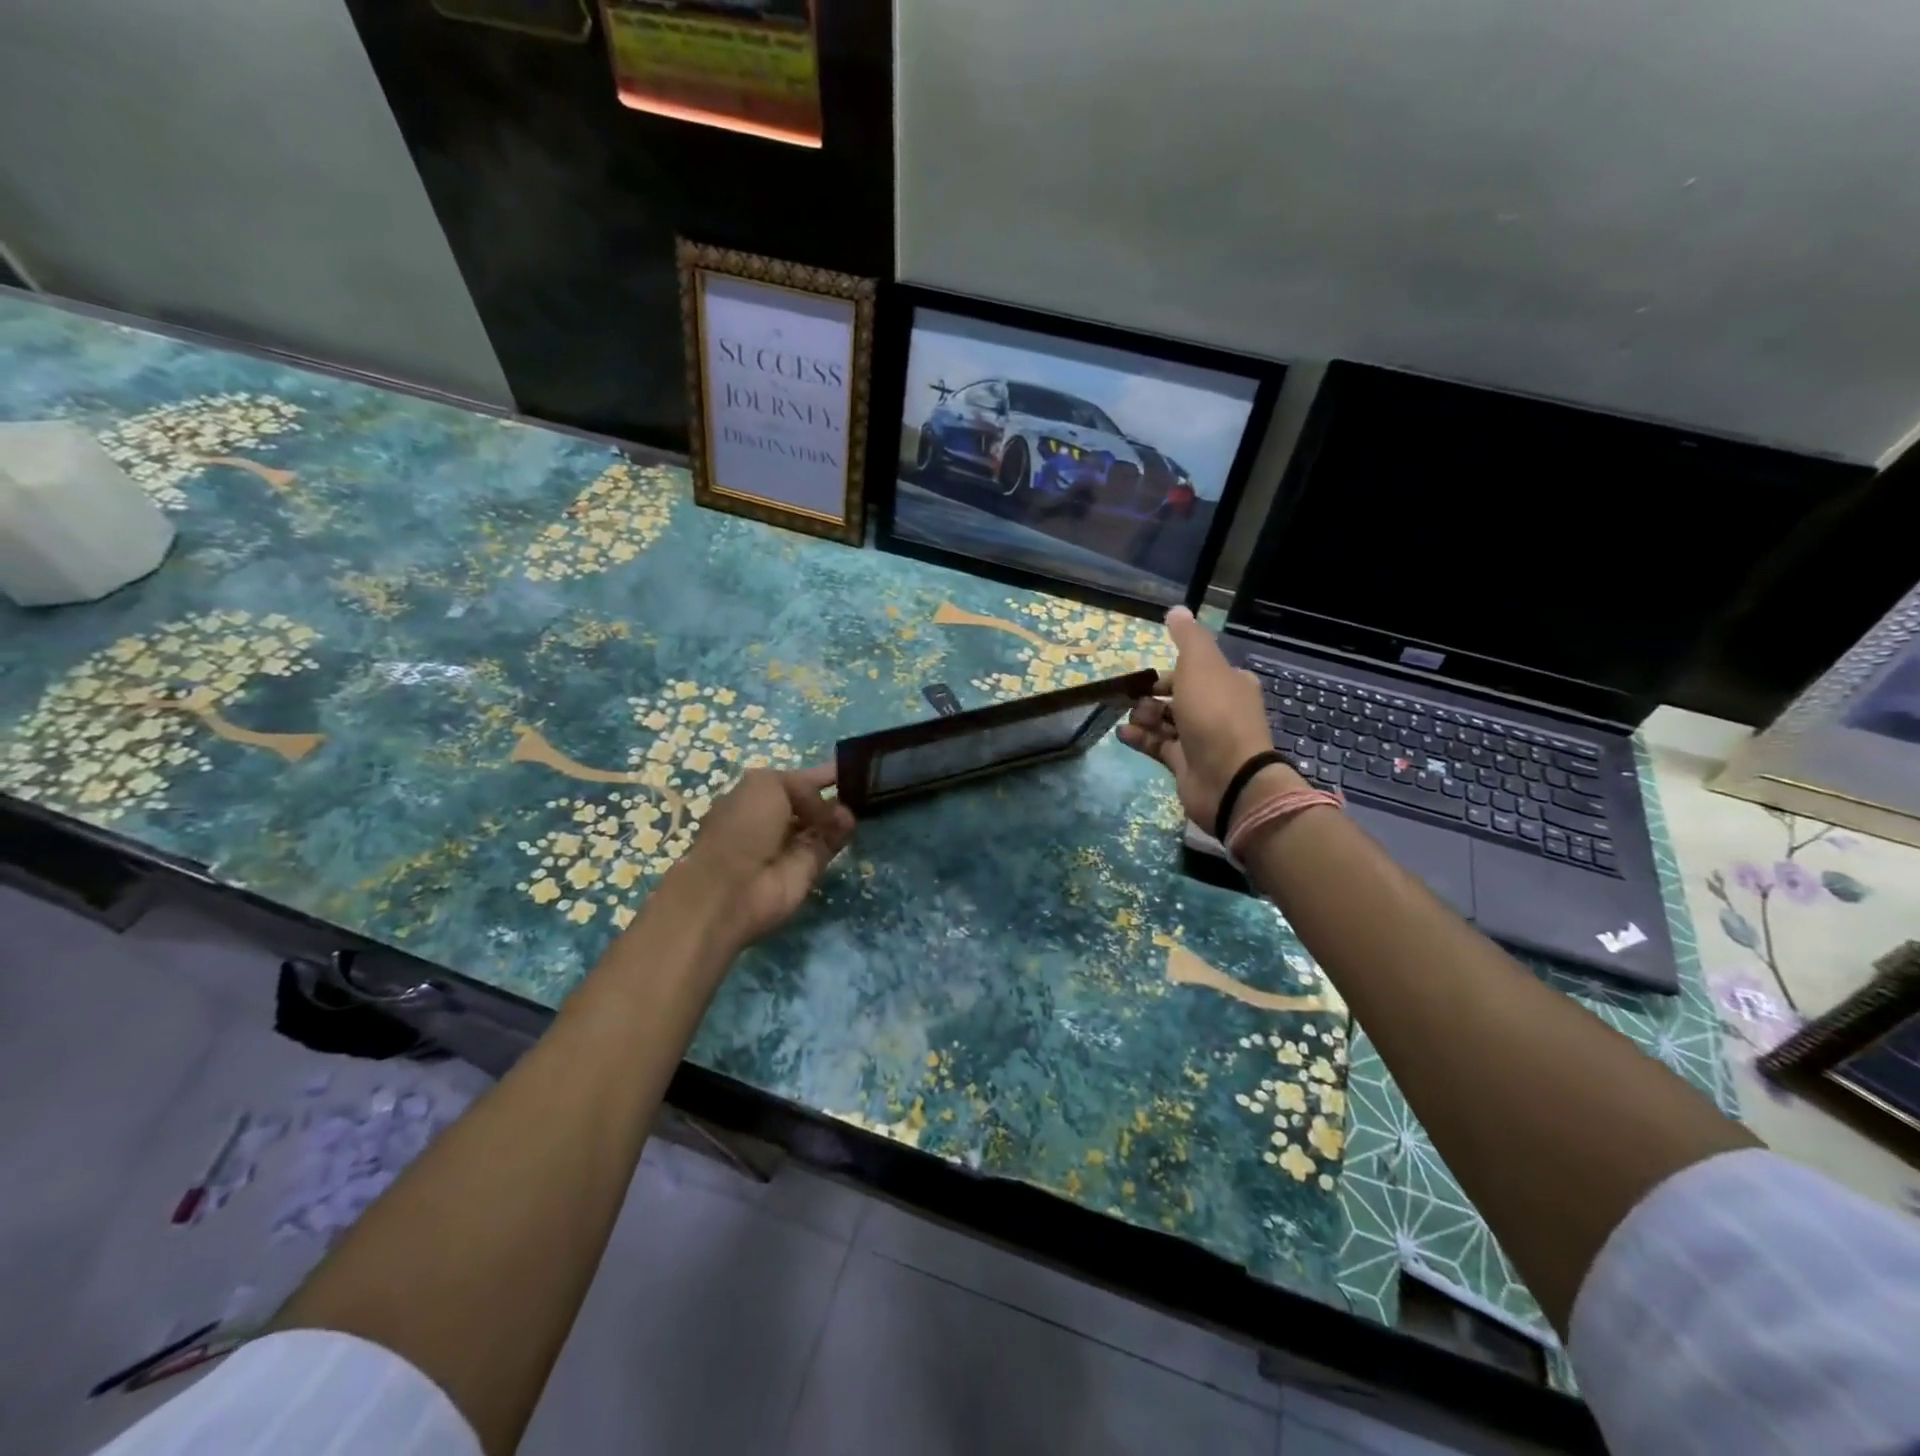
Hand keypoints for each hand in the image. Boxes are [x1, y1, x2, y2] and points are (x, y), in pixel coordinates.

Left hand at [662, 765, 855, 952]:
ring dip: (840, 813)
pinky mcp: (808, 867)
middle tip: (861, 785)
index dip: (818, 774)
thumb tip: (830, 807)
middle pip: (811, 803)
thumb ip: (805, 787)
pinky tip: (854, 821)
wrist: (735, 887)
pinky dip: (842, 833)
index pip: (794, 781)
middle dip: (833, 793)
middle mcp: (773, 819)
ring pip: (823, 823)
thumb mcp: (768, 785)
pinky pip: (829, 845)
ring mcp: (791, 845)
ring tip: (862, 801)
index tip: (848, 766)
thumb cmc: (743, 826)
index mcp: (755, 797)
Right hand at [1118, 606, 1306, 830]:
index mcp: (1229, 684)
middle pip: (1179, 696)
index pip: (1196, 670)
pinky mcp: (1186, 765)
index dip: (1172, 671)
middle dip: (1153, 695)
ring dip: (1144, 716)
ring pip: (1167, 721)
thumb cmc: (1215, 714)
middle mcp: (1218, 710)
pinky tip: (1122, 733)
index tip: (1149, 674)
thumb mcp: (1200, 665)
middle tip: (1134, 697)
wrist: (1228, 777)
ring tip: (1130, 716)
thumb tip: (1176, 610)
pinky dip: (1140, 738)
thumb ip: (1187, 638)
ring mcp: (1202, 740)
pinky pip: (1159, 746)